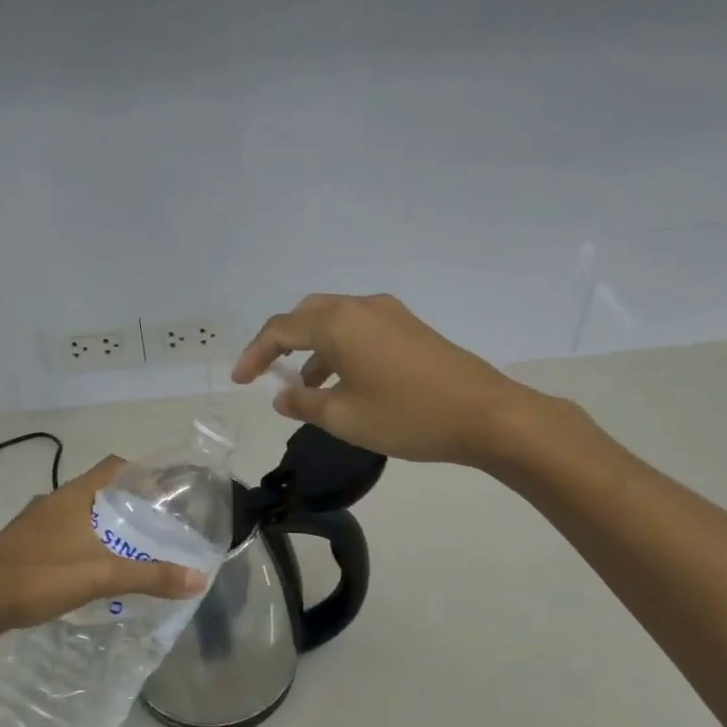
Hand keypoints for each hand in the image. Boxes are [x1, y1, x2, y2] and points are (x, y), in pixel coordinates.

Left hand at [0, 458, 205, 640]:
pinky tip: (88, 566)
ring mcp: (32, 523)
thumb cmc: (39, 577)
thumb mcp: (101, 576)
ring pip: (76, 512)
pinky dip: (79, 540)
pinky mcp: (19, 544)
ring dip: (100, 523)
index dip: (141, 471)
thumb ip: (150, 577)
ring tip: (127, 546)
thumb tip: (198, 579)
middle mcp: (52, 501)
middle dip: (125, 502)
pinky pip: (59, 532)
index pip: (113, 466)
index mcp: (73, 496)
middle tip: (154, 523)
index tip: (165, 488)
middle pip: (97, 489)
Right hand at [231, 293, 533, 466]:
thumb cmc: (408, 417)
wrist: (486, 415)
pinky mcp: (410, 327)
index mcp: (339, 324)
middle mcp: (361, 307)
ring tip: (306, 387)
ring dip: (313, 347)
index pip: (281, 330)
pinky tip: (345, 381)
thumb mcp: (345, 419)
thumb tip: (282, 396)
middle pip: (306, 314)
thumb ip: (304, 404)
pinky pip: (360, 328)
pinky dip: (340, 348)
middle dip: (282, 342)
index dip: (255, 354)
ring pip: (335, 320)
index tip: (240, 380)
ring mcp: (390, 314)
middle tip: (268, 372)